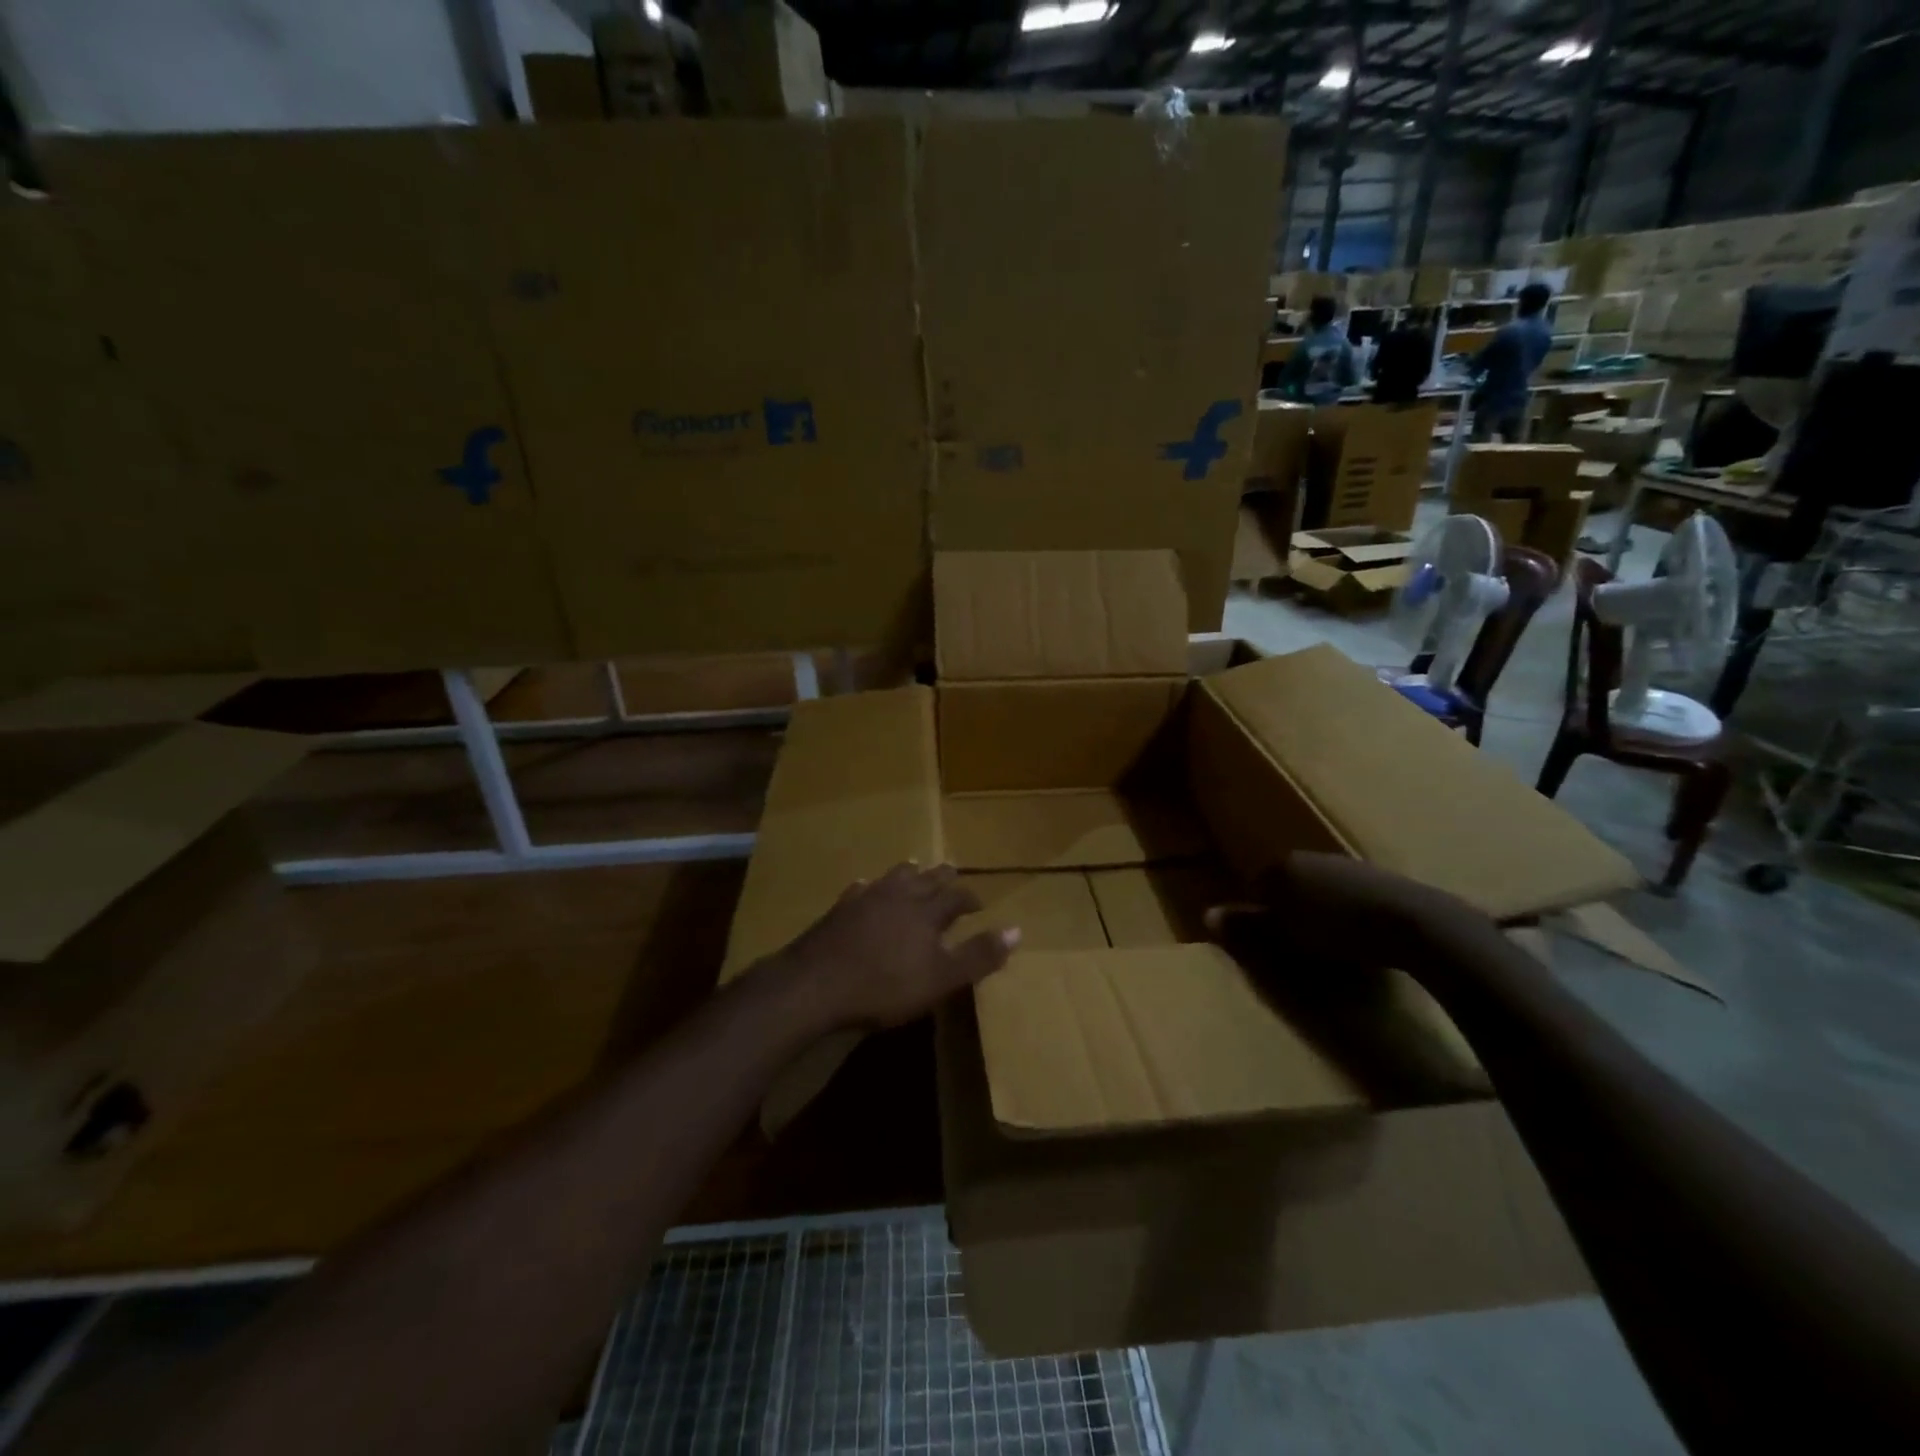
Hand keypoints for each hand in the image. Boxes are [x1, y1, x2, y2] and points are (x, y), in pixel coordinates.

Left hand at [773, 864, 1019, 1031]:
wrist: (817, 983)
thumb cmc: (885, 985)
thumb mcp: (941, 978)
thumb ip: (978, 955)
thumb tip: (1018, 930)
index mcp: (927, 912)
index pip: (956, 897)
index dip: (970, 898)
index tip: (979, 902)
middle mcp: (899, 895)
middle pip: (925, 879)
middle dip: (941, 876)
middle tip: (951, 869)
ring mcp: (866, 898)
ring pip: (893, 877)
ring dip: (907, 873)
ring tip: (913, 866)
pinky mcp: (839, 909)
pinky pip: (860, 889)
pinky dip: (869, 887)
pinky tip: (865, 886)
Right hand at [1205, 853, 1458, 972]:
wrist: (1415, 925)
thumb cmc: (1337, 930)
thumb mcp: (1282, 936)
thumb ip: (1246, 926)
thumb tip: (1206, 915)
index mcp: (1283, 865)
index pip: (1256, 886)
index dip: (1260, 916)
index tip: (1270, 943)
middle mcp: (1313, 857)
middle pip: (1290, 885)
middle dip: (1291, 910)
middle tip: (1298, 944)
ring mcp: (1350, 865)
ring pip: (1323, 889)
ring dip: (1323, 911)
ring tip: (1332, 945)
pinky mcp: (1385, 880)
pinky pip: (1353, 897)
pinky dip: (1352, 914)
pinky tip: (1362, 938)